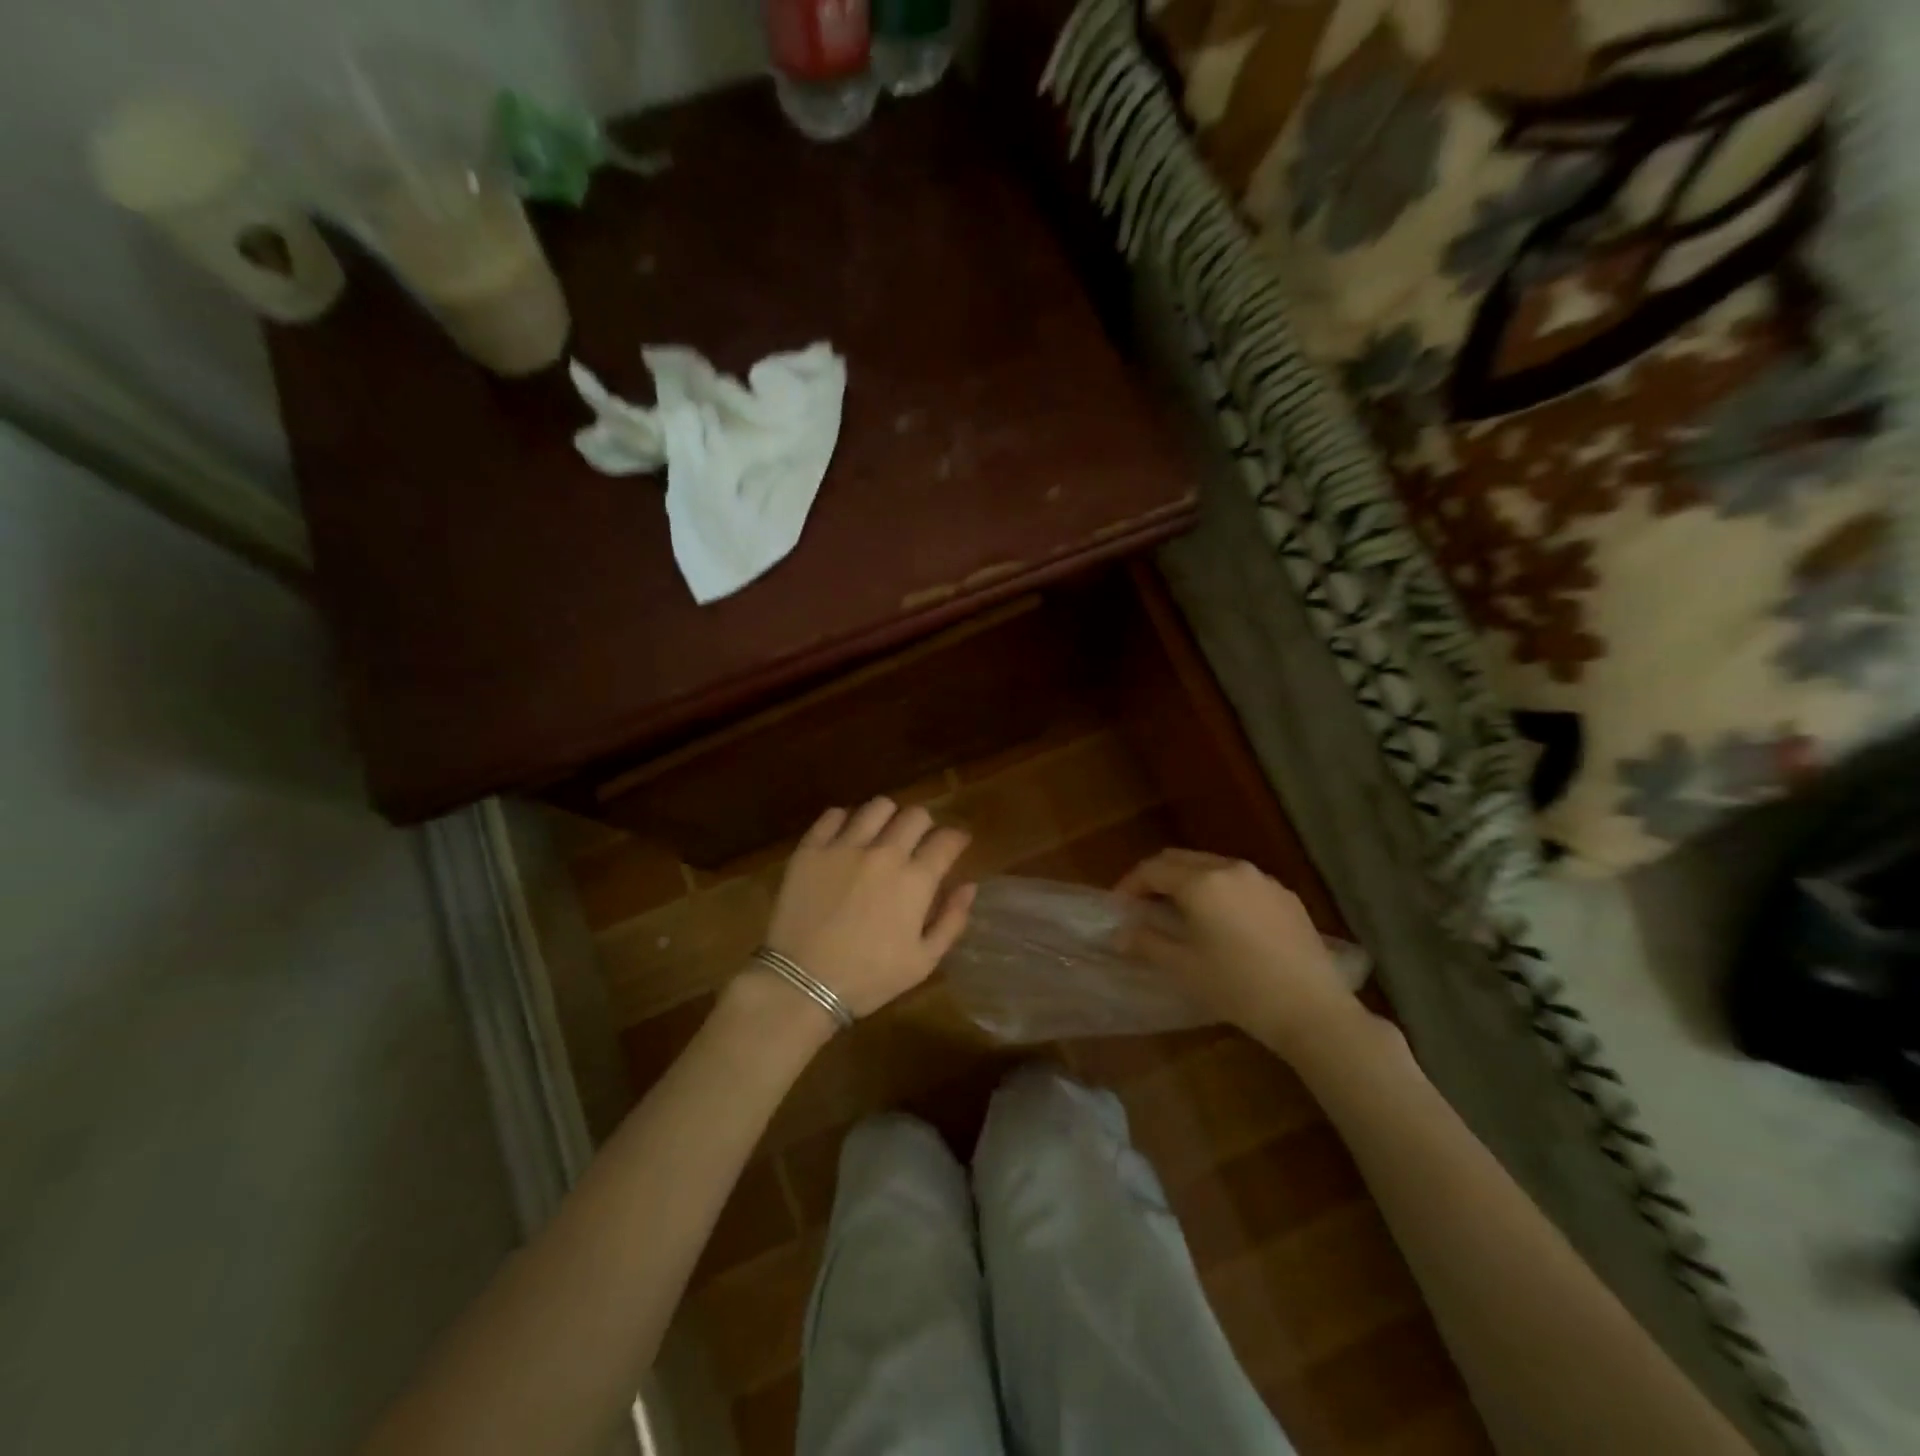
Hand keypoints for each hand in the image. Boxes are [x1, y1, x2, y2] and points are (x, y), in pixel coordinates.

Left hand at [763, 798, 975, 1019]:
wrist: (803, 984)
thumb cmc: (869, 978)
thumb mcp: (923, 961)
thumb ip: (952, 920)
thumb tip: (969, 886)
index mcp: (915, 880)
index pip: (946, 840)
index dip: (957, 838)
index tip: (956, 843)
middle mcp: (884, 853)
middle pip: (915, 815)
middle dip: (925, 825)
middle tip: (919, 841)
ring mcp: (844, 847)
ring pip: (877, 807)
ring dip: (888, 816)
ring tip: (883, 833)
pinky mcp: (811, 849)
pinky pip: (833, 815)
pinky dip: (846, 820)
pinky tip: (847, 837)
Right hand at [1117, 849, 1367, 1054]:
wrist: (1311, 1009)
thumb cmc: (1238, 988)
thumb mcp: (1184, 967)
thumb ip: (1146, 942)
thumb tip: (1120, 933)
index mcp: (1201, 882)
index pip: (1153, 869)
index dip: (1130, 884)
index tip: (1119, 907)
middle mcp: (1230, 869)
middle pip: (1181, 860)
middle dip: (1156, 877)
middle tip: (1142, 904)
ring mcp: (1262, 880)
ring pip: (1212, 867)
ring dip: (1188, 881)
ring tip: (1179, 911)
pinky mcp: (1285, 896)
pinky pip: (1241, 882)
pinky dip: (1219, 891)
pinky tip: (1222, 921)